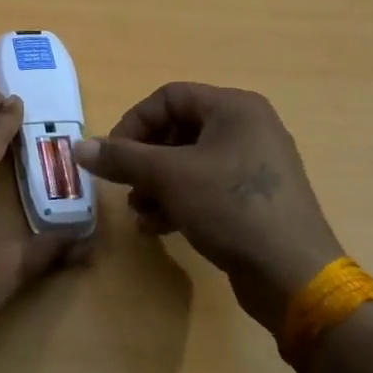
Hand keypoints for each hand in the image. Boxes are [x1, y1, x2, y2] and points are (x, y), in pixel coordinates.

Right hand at [73, 83, 342, 333]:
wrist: (294, 274)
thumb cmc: (231, 207)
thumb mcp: (169, 177)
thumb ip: (122, 158)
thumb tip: (79, 147)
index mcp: (234, 108)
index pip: (169, 98)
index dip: (133, 122)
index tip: (112, 155)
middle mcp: (248, 127)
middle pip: (178, 130)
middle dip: (144, 159)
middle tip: (124, 185)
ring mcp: (255, 164)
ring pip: (190, 162)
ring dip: (156, 184)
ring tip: (139, 212)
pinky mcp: (256, 198)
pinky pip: (207, 186)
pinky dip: (179, 199)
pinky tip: (159, 226)